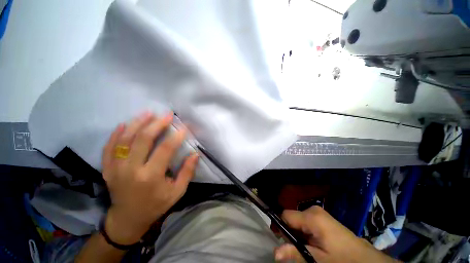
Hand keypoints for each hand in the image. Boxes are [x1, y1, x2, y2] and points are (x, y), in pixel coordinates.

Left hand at [102, 111, 198, 244]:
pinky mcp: (107, 169)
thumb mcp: (177, 192)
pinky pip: (108, 148)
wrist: (127, 219)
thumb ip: (187, 172)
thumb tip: (195, 154)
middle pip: (142, 140)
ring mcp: (115, 169)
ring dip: (137, 124)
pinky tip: (123, 124)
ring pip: (124, 140)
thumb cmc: (156, 205)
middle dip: (156, 124)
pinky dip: (115, 135)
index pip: (165, 150)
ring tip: (148, 113)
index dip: (176, 136)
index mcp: (150, 177)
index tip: (184, 127)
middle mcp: (131, 170)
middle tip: (166, 115)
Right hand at [274, 206, 399, 262]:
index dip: (281, 227)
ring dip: (298, 233)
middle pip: (291, 217)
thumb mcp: (317, 260)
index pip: (285, 215)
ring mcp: (318, 212)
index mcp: (311, 217)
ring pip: (298, 219)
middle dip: (290, 231)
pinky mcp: (322, 216)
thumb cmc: (341, 259)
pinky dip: (305, 231)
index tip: (282, 240)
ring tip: (308, 246)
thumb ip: (296, 253)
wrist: (365, 259)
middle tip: (299, 248)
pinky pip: (306, 221)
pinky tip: (314, 242)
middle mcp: (313, 209)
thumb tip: (275, 252)